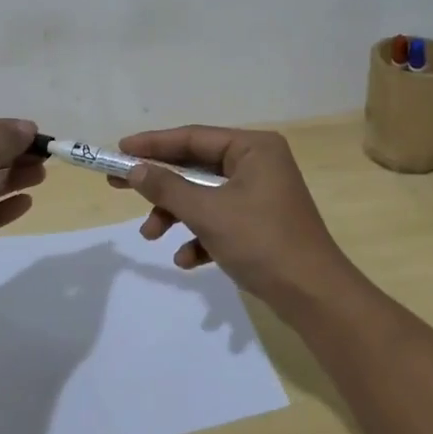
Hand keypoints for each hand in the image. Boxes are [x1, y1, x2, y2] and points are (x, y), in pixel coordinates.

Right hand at [110, 125, 359, 315]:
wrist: (313, 296)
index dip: (153, 144)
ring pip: (205, 196)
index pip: (194, 137)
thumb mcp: (208, 212)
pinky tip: (188, 260)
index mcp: (253, 148)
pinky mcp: (260, 224)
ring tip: (152, 236)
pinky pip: (220, 220)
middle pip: (196, 167)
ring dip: (177, 215)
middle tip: (119, 187)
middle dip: (161, 185)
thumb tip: (135, 170)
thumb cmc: (261, 242)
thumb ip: (168, 187)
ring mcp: (261, 195)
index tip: (119, 151)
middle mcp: (258, 164)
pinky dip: (200, 236)